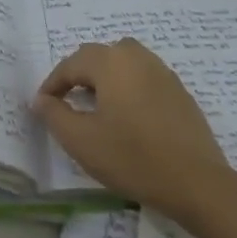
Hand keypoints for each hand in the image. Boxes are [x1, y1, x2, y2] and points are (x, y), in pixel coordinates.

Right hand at [32, 38, 236, 225]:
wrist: (195, 182)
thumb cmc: (132, 158)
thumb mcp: (81, 141)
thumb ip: (54, 115)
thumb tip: (41, 100)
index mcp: (111, 63)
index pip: (71, 64)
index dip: (52, 84)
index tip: (43, 106)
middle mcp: (137, 57)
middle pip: (99, 55)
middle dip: (78, 74)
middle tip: (66, 101)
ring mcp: (162, 72)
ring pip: (124, 62)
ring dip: (105, 76)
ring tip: (96, 104)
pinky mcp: (179, 91)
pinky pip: (144, 76)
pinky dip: (128, 86)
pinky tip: (127, 115)